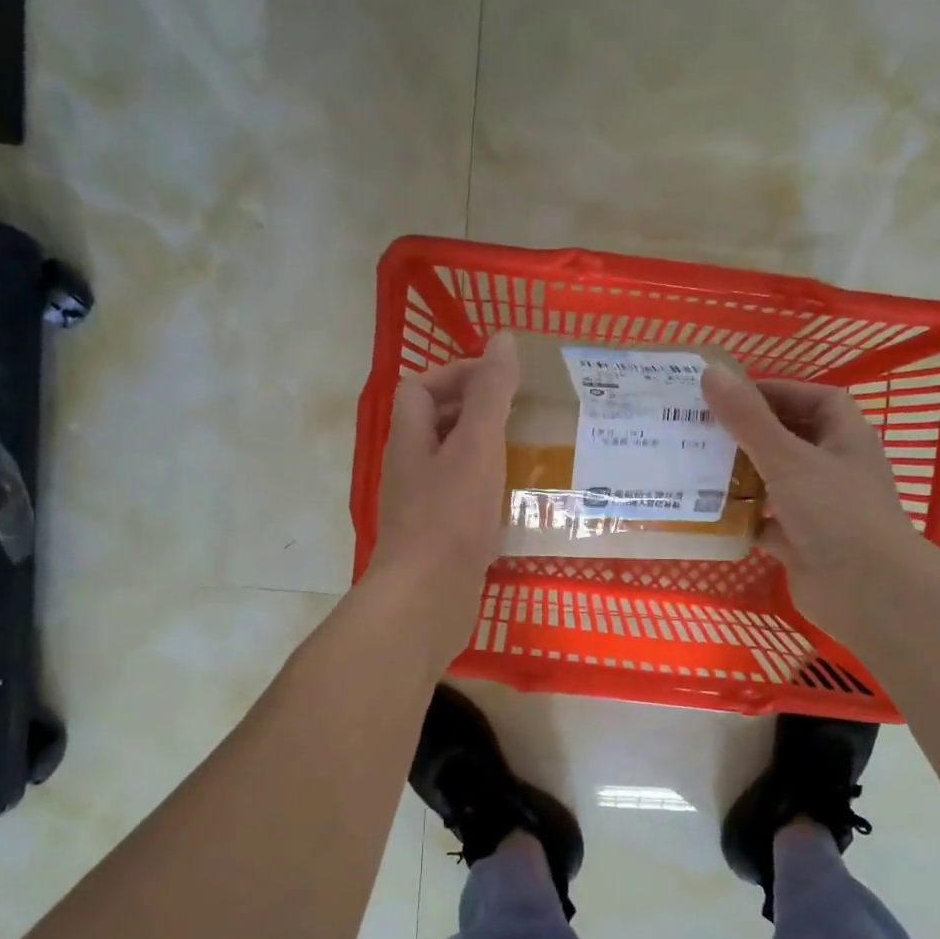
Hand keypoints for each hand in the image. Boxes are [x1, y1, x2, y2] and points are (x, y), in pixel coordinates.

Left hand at [363, 332, 519, 669]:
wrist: (425, 600)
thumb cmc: (449, 517)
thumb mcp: (476, 447)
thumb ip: (490, 393)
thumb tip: (502, 338)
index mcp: (411, 440)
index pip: (420, 388)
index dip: (456, 374)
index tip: (501, 380)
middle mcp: (410, 470)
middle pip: (435, 425)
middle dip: (475, 413)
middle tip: (522, 416)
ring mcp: (422, 508)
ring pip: (452, 465)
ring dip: (485, 454)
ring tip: (528, 454)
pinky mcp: (438, 540)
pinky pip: (462, 502)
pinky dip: (487, 493)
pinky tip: (517, 504)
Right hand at [703, 367, 932, 643]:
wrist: (867, 591)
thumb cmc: (835, 513)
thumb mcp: (788, 458)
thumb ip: (748, 419)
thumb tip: (710, 373)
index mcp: (845, 439)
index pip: (816, 399)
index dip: (778, 392)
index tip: (732, 395)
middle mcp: (834, 469)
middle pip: (790, 439)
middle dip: (750, 434)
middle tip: (703, 428)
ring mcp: (818, 509)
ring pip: (775, 482)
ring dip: (742, 475)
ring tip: (696, 465)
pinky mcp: (801, 543)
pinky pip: (765, 522)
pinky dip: (742, 518)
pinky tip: (708, 513)